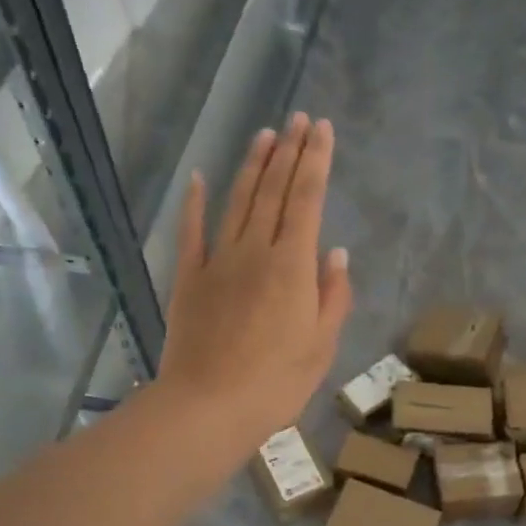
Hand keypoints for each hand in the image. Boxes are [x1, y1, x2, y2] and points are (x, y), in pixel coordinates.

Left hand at [156, 114, 351, 458]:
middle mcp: (255, 251)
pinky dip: (194, 203)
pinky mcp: (188, 279)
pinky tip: (198, 178)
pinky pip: (192, 232)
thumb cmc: (276, 383)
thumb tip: (336, 254)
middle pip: (274, 191)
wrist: (209, 406)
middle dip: (289, 151)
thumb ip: (333, 296)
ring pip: (237, 201)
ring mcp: (217, 261)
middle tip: (298, 119)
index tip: (322, 129)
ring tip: (265, 134)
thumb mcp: (321, 346)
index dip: (316, 161)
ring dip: (252, 166)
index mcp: (293, 266)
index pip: (308, 199)